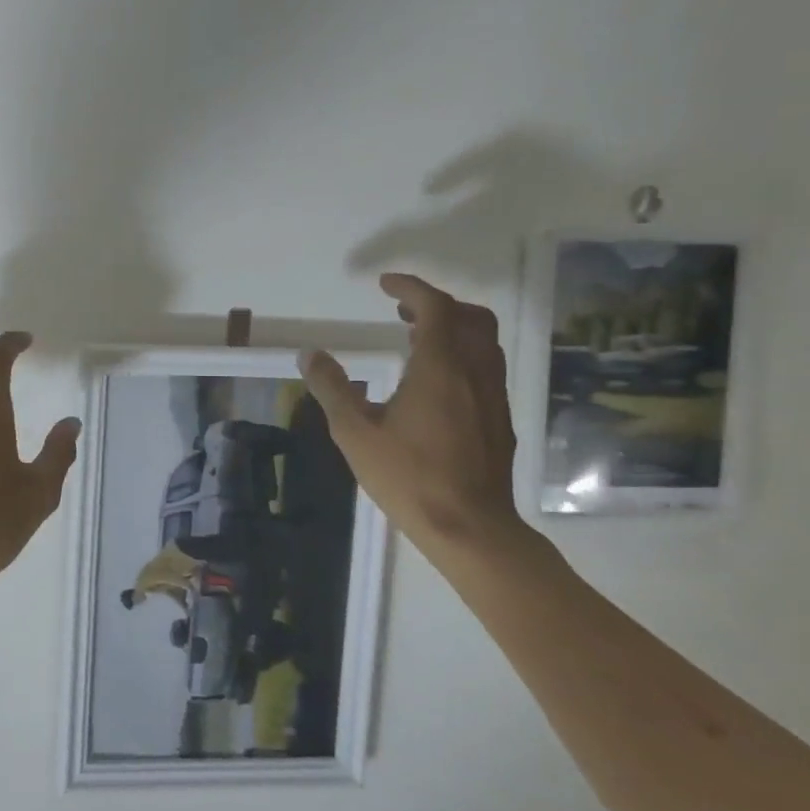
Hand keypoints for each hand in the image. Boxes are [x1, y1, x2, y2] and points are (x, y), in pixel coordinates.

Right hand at [298, 274, 523, 552]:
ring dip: (453, 328)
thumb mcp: (354, 433)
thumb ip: (332, 388)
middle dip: (437, 304)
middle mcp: (474, 373)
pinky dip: (462, 355)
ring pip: (484, 342)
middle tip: (401, 311)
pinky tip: (435, 382)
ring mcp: (493, 396)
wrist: (469, 526)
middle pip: (470, 317)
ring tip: (415, 340)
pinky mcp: (500, 418)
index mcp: (439, 368)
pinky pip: (486, 368)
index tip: (385, 284)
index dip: (411, 288)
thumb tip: (309, 354)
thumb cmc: (407, 477)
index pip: (435, 308)